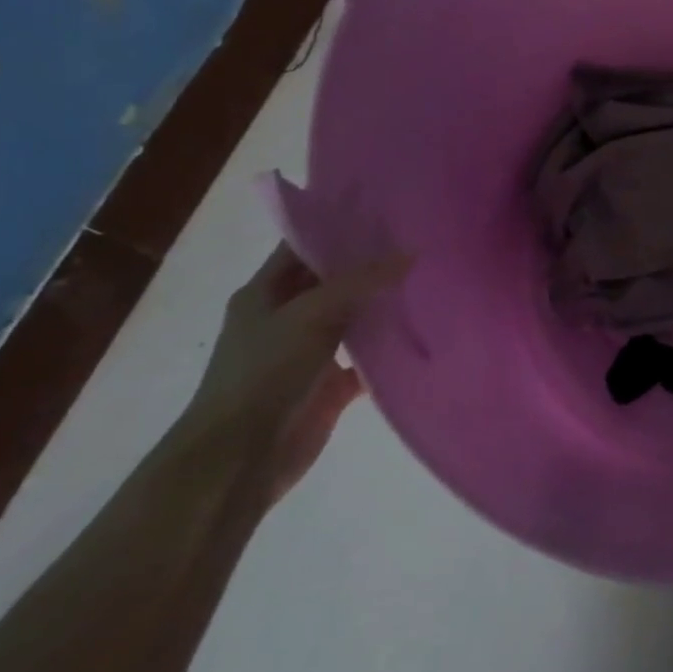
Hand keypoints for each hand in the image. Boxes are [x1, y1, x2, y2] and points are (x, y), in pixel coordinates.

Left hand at [189, 245, 410, 502]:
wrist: (240, 459)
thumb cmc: (263, 373)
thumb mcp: (311, 313)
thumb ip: (362, 281)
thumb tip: (412, 253)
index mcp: (265, 292)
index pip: (304, 246)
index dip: (340, 227)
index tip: (387, 211)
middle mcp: (287, 317)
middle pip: (334, 280)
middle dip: (372, 263)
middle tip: (422, 240)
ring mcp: (310, 352)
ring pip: (354, 318)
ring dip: (385, 304)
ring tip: (432, 277)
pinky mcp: (331, 385)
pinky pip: (368, 359)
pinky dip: (392, 349)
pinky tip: (426, 331)